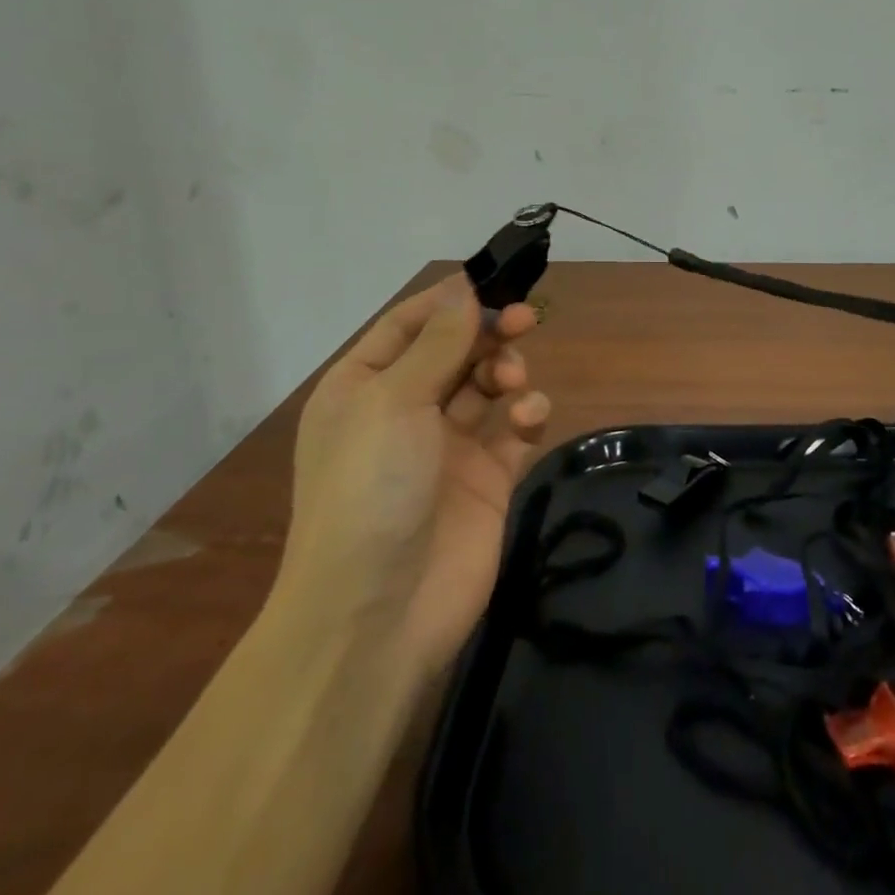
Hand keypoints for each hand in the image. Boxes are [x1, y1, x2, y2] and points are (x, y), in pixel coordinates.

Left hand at [271, 274, 550, 674]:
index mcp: (364, 388)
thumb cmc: (372, 488)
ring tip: (514, 382)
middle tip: (524, 319)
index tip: (492, 281)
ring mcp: (447, 447)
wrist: (378, 614)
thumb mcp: (394, 401)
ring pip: (487, 386)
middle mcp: (404, 412)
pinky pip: (513, 432)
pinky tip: (529, 418)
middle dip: (488, 332)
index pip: (408, 325)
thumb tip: (463, 286)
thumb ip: (439, 342)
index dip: (449, 300)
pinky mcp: (486, 480)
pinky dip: (526, 416)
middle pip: (455, 351)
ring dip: (507, 371)